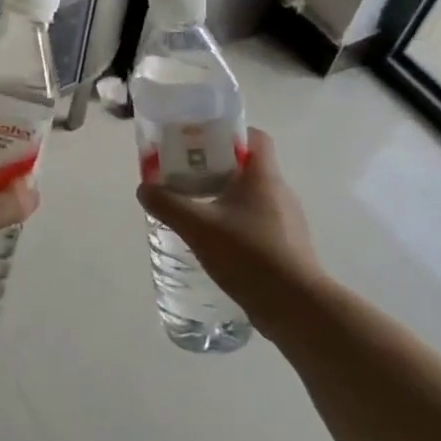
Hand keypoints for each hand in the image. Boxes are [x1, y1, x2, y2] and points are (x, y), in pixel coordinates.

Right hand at [137, 128, 321, 314]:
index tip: (200, 142)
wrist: (296, 307)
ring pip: (251, 196)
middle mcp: (279, 192)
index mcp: (263, 176)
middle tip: (185, 176)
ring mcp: (287, 220)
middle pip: (248, 166)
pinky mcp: (286, 246)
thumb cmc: (249, 255)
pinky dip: (235, 222)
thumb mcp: (198, 227)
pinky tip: (215, 241)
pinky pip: (257, 221)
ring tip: (195, 209)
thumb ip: (167, 204)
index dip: (228, 133)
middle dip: (216, 167)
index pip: (254, 136)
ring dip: (224, 197)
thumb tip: (144, 188)